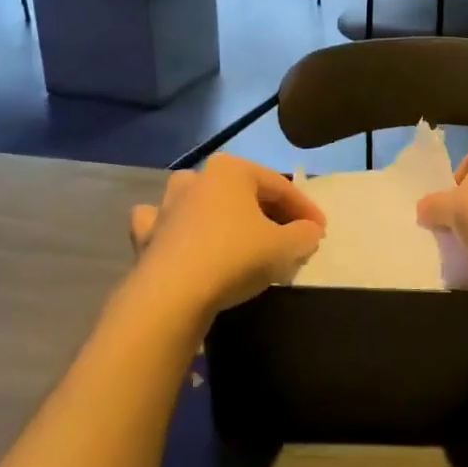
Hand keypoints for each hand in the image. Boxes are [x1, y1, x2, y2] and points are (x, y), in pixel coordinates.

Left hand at [127, 155, 325, 321]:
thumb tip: (310, 231)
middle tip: (290, 238)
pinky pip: (167, 225)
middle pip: (243, 193)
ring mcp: (167, 205)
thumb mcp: (287, 247)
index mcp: (232, 170)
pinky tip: (186, 240)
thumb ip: (305, 235)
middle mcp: (198, 178)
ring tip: (240, 234)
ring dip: (221, 213)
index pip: (280, 187)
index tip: (320, 232)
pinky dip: (178, 230)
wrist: (172, 295)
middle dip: (269, 213)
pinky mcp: (147, 235)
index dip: (305, 210)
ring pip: (202, 201)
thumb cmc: (236, 258)